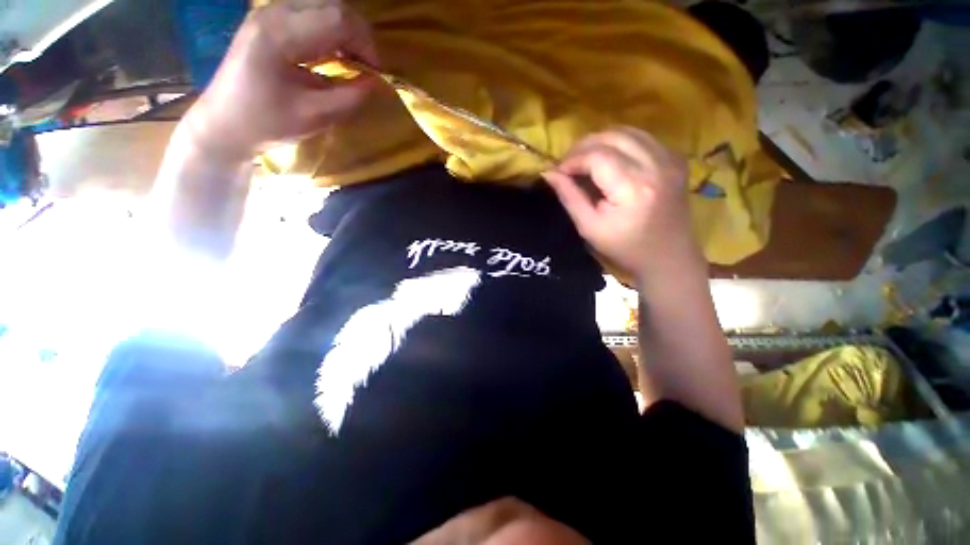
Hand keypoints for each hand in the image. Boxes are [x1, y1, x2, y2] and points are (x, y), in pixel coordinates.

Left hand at [183, 0, 378, 162]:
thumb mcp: (316, 116)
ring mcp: (269, 13)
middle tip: (367, 67)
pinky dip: (330, 32)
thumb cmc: (267, 123)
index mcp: (281, 34)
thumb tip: (375, 81)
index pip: (338, 19)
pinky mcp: (269, 21)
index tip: (376, 74)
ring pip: (323, 6)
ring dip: (346, 33)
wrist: (223, 123)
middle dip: (359, 35)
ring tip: (353, 62)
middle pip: (332, 5)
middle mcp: (274, 12)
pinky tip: (333, 55)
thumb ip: (350, 96)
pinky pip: (310, 15)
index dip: (366, 44)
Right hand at [542, 128, 699, 284]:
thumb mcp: (589, 227)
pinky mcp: (675, 158)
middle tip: (567, 165)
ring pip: (626, 131)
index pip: (597, 156)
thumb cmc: (625, 248)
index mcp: (634, 188)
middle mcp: (656, 165)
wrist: (668, 256)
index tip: (557, 172)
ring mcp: (670, 158)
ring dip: (600, 141)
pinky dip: (619, 143)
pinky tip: (609, 159)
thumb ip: (569, 197)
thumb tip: (549, 173)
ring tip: (584, 160)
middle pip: (612, 136)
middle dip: (582, 147)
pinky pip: (641, 137)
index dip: (572, 160)